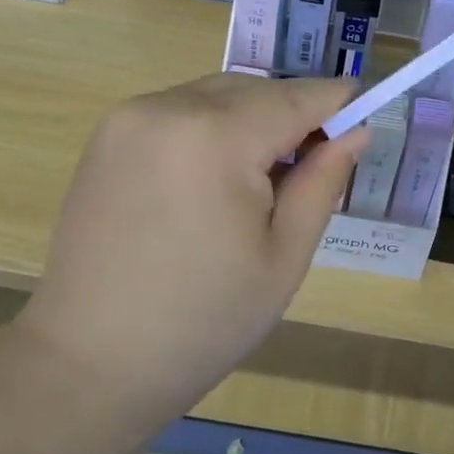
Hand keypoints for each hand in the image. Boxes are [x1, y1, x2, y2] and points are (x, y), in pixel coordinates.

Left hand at [18, 74, 364, 416]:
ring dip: (250, 120)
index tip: (364, 108)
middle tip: (313, 164)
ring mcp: (128, 118)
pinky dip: (211, 127)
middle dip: (292, 114)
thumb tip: (356, 131)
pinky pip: (179, 111)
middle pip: (254, 90)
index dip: (335, 101)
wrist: (89, 362)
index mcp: (216, 137)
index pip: (295, 97)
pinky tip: (212, 180)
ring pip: (216, 95)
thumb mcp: (284, 256)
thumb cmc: (204, 320)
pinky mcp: (106, 137)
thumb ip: (323, 182)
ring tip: (261, 180)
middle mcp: (168, 108)